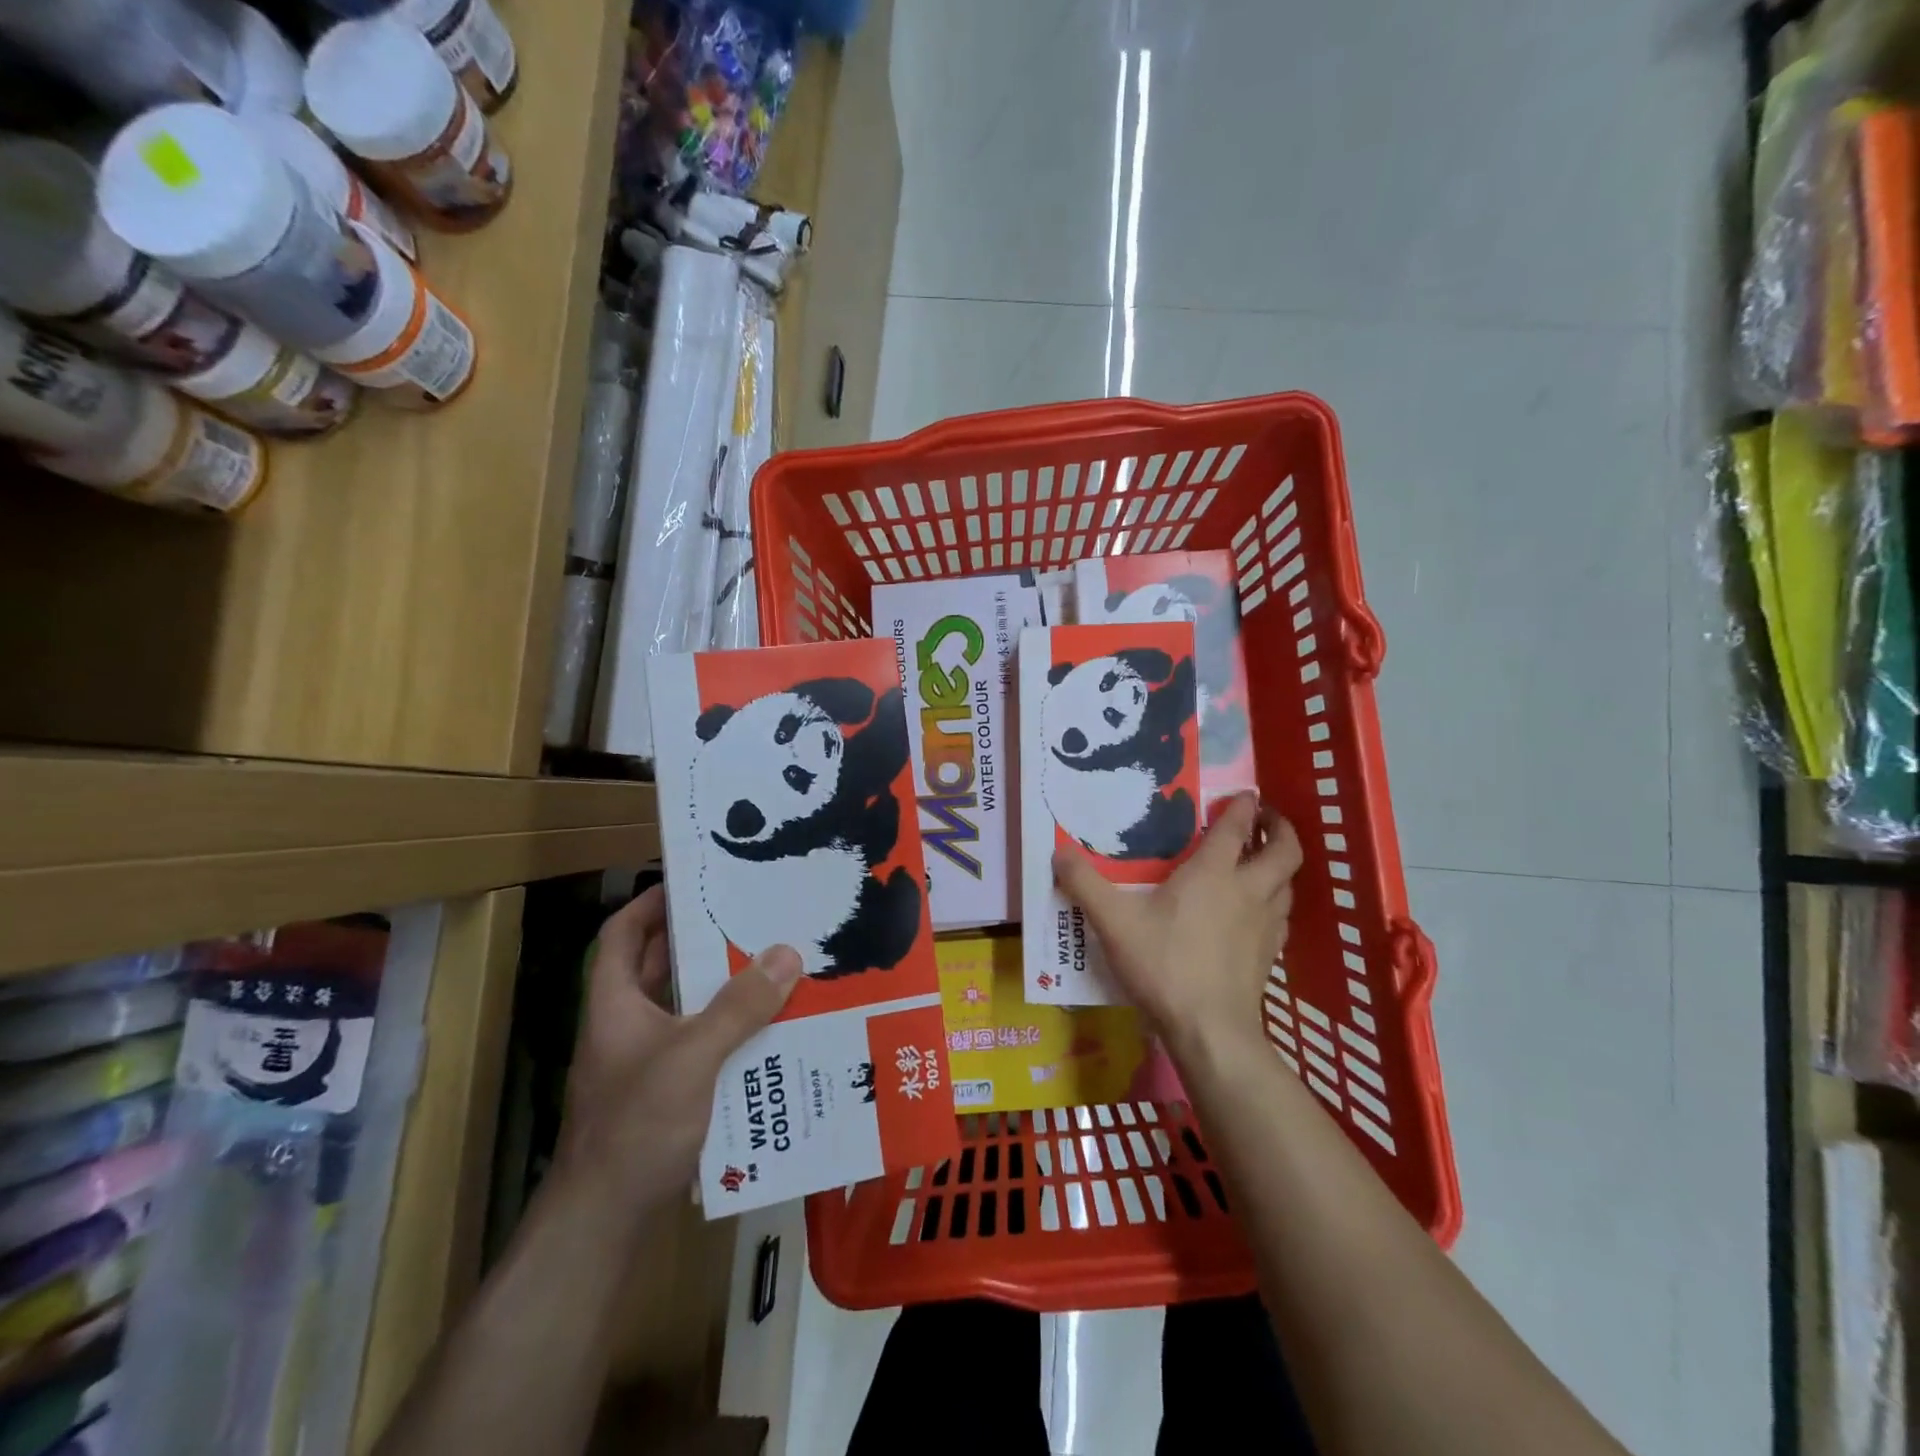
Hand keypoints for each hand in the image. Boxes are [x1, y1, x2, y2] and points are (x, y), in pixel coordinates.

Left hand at [553, 886, 800, 1214]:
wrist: (602, 1225)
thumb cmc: (634, 1127)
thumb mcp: (690, 1057)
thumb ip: (739, 1007)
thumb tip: (787, 952)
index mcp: (615, 1004)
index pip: (620, 934)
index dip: (650, 903)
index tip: (694, 882)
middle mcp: (627, 1025)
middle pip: (659, 967)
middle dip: (702, 941)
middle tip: (752, 917)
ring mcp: (645, 1062)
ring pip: (685, 1007)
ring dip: (723, 988)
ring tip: (773, 964)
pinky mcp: (666, 1093)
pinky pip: (702, 1043)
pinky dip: (730, 1030)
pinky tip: (770, 1030)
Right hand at [1053, 793, 1300, 1061]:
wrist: (1210, 1030)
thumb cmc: (1163, 965)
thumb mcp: (1113, 923)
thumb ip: (1085, 884)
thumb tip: (1058, 852)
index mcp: (1214, 873)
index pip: (1238, 827)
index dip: (1244, 805)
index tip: (1244, 793)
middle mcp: (1249, 890)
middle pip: (1285, 849)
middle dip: (1280, 828)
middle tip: (1265, 819)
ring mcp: (1266, 924)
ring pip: (1288, 883)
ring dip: (1280, 865)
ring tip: (1262, 860)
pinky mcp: (1271, 954)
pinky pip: (1283, 915)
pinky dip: (1277, 901)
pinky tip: (1259, 911)